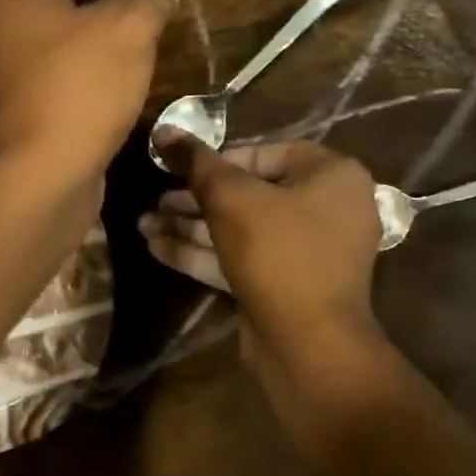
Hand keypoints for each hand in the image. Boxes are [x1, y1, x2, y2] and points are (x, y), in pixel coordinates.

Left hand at [0, 0, 177, 187]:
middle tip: (154, 5)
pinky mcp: (13, 102)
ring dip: (103, 32)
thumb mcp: (128, 30)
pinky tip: (120, 79)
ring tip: (146, 40)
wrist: (37, 174)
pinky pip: (55, 68)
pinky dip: (87, 65)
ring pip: (60, 33)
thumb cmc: (79, 87)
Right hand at [141, 137, 381, 363]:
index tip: (181, 170)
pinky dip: (205, 253)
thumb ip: (196, 163)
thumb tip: (164, 131)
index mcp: (332, 176)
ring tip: (143, 224)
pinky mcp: (287, 286)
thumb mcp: (231, 199)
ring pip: (242, 230)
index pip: (266, 152)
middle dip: (196, 199)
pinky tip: (158, 249)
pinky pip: (244, 259)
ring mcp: (308, 253)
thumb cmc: (278, 253)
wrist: (308, 344)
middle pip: (250, 194)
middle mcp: (327, 210)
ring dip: (192, 227)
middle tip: (157, 201)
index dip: (218, 160)